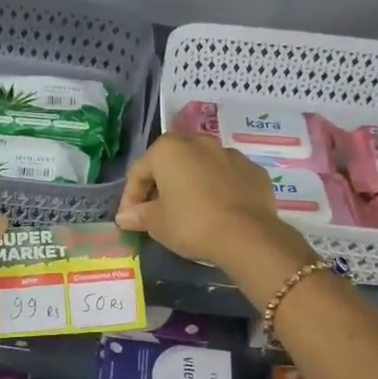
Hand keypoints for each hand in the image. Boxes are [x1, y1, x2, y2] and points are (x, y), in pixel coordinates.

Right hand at [116, 133, 306, 271]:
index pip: (139, 171)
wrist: (247, 236)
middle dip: (161, 186)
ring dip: (190, 185)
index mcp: (169, 149)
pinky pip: (226, 178)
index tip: (130, 220)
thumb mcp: (157, 224)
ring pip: (201, 167)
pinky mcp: (253, 170)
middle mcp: (199, 142)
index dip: (130, 198)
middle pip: (171, 163)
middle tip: (157, 213)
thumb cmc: (191, 224)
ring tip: (189, 212)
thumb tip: (124, 217)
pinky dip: (218, 190)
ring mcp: (230, 154)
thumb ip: (139, 215)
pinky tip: (217, 212)